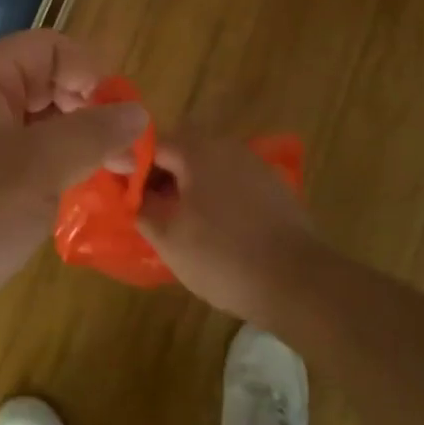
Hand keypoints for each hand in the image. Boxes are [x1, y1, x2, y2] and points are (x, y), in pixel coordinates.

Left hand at [0, 30, 147, 338]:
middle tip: (122, 153)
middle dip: (89, 109)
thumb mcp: (38, 170)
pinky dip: (50, 165)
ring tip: (110, 175)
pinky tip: (73, 191)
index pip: (51, 47)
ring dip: (74, 141)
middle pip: (45, 81)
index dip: (92, 73)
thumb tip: (138, 111)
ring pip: (34, 121)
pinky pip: (18, 154)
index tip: (120, 118)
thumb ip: (92, 134)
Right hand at [137, 129, 327, 325]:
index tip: (125, 193)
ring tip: (180, 220)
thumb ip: (142, 206)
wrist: (298, 282)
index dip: (133, 164)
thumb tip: (131, 190)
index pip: (153, 142)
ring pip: (209, 164)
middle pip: (183, 148)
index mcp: (198, 151)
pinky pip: (233, 181)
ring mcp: (255, 166)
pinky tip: (215, 228)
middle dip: (162, 173)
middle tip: (150, 207)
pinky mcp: (275, 188)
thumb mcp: (168, 237)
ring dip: (190, 184)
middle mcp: (228, 147)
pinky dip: (217, 196)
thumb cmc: (222, 256)